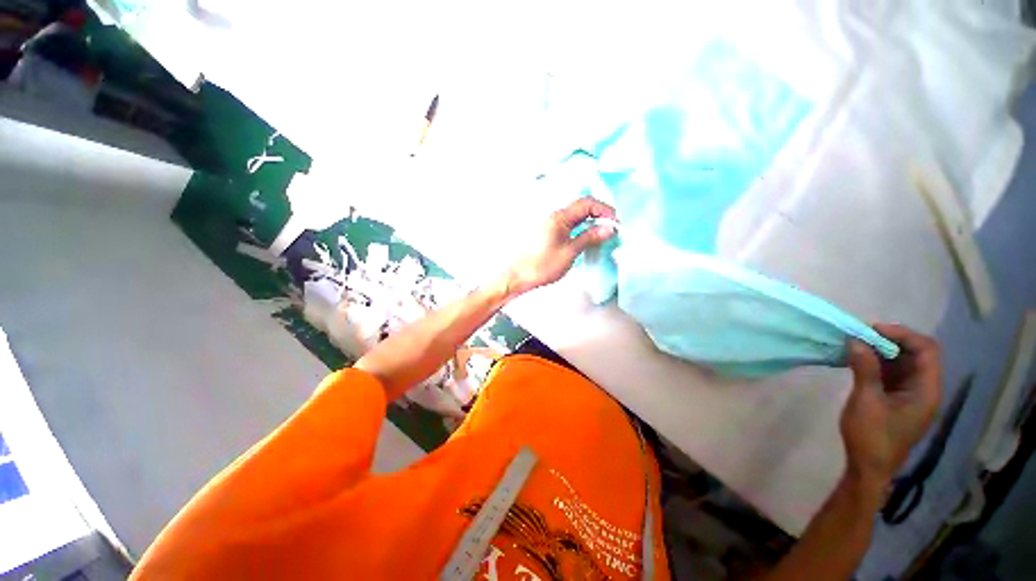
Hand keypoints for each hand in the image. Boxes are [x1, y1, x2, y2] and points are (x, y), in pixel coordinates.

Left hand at [503, 197, 617, 296]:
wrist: (519, 276)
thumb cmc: (541, 266)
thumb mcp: (570, 252)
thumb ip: (589, 238)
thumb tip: (608, 229)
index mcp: (559, 218)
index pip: (586, 204)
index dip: (604, 209)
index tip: (615, 222)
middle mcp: (554, 217)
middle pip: (581, 207)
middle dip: (599, 214)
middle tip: (612, 227)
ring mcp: (551, 224)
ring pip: (576, 216)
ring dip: (591, 221)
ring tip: (603, 234)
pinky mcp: (549, 233)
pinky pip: (569, 225)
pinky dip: (581, 228)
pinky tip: (587, 238)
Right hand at [840, 324, 941, 488]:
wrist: (869, 467)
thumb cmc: (872, 436)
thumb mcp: (866, 401)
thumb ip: (865, 369)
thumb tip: (855, 340)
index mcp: (926, 390)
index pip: (926, 350)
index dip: (903, 335)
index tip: (872, 329)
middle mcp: (924, 388)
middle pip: (916, 354)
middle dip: (890, 340)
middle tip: (860, 335)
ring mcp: (911, 394)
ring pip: (902, 362)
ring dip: (881, 350)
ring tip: (855, 345)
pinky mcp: (897, 399)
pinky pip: (892, 373)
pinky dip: (876, 362)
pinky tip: (857, 360)